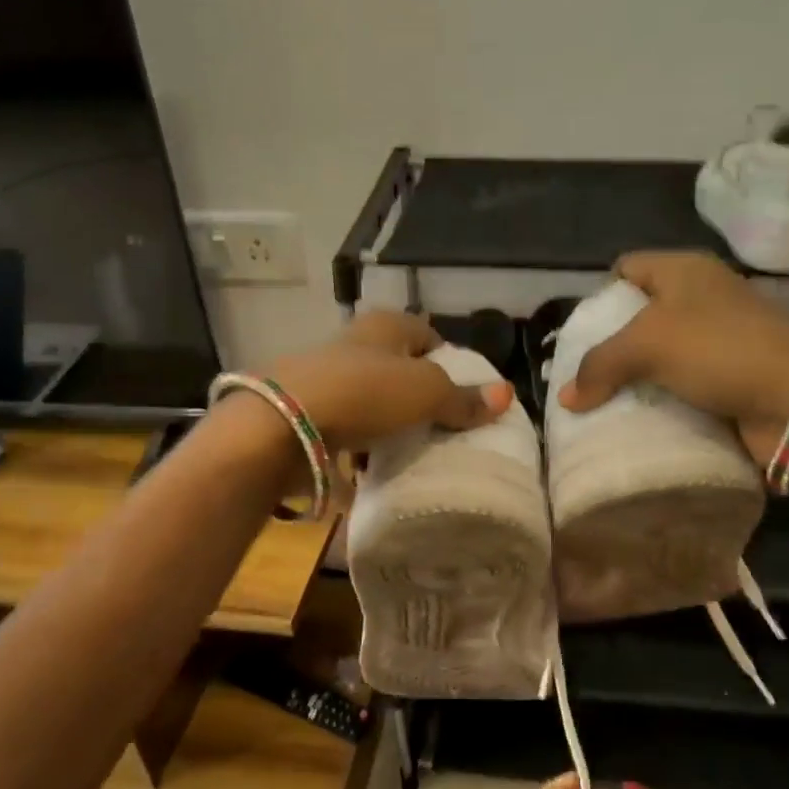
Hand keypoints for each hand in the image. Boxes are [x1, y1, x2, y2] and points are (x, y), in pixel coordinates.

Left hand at [258, 311, 512, 452]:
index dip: (448, 359)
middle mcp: (354, 343)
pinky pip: (346, 424)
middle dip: (417, 392)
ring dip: (388, 419)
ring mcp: (327, 376)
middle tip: (441, 424)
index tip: (462, 392)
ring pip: (371, 396)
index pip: (427, 334)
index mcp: (385, 326)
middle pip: (397, 366)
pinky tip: (372, 463)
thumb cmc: (364, 393)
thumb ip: (463, 398)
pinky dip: (361, 440)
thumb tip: (506, 395)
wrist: (282, 423)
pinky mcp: (307, 410)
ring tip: (412, 448)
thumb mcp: (425, 393)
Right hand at [556, 252, 788, 460]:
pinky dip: (663, 400)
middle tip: (584, 374)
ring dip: (636, 378)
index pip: (627, 267)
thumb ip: (599, 365)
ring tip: (603, 402)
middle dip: (613, 344)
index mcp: (685, 270)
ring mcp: (721, 338)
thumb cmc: (719, 350)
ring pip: (662, 354)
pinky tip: (639, 419)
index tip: (580, 333)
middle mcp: (703, 297)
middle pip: (642, 314)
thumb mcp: (646, 345)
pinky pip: (683, 385)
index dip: (600, 294)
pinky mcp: (732, 377)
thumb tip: (567, 398)